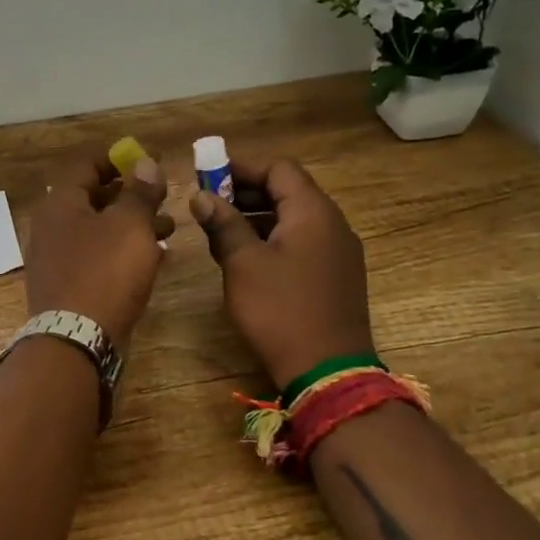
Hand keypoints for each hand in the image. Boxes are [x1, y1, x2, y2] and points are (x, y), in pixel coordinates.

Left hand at [24, 149, 172, 345]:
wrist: (77, 340)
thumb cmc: (105, 272)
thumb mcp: (130, 225)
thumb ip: (140, 192)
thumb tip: (145, 163)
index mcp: (60, 203)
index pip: (85, 165)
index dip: (117, 159)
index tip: (146, 161)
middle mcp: (52, 226)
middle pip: (93, 198)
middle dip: (130, 196)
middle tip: (162, 198)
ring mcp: (57, 259)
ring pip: (99, 230)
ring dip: (132, 226)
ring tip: (168, 230)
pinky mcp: (68, 286)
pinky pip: (98, 258)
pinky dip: (123, 252)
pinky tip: (153, 259)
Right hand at [190, 157, 373, 386]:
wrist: (327, 371)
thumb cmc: (280, 310)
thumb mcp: (243, 263)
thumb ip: (223, 224)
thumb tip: (201, 196)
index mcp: (313, 211)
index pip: (279, 168)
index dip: (242, 168)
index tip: (208, 177)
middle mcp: (332, 223)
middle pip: (288, 191)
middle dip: (246, 193)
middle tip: (209, 206)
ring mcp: (338, 252)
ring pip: (294, 219)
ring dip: (257, 219)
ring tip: (220, 234)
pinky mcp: (336, 276)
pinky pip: (302, 243)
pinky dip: (273, 240)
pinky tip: (246, 260)